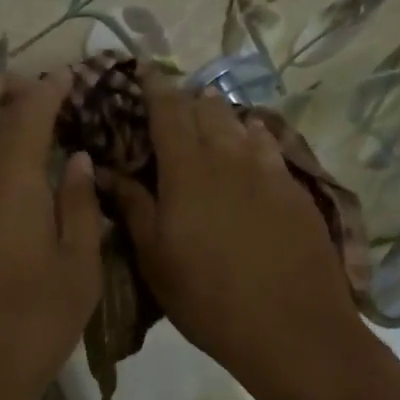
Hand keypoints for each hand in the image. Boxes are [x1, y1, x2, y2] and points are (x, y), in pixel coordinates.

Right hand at [112, 78, 386, 399]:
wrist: (291, 327)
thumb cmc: (207, 297)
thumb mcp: (155, 258)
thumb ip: (132, 206)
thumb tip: (103, 170)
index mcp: (187, 168)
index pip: (167, 108)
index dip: (153, 86)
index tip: (142, 72)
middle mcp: (229, 155)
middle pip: (206, 109)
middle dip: (186, 100)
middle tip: (170, 108)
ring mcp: (269, 170)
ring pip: (241, 124)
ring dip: (220, 117)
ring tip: (208, 118)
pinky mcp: (296, 190)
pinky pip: (270, 147)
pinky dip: (253, 138)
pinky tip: (251, 147)